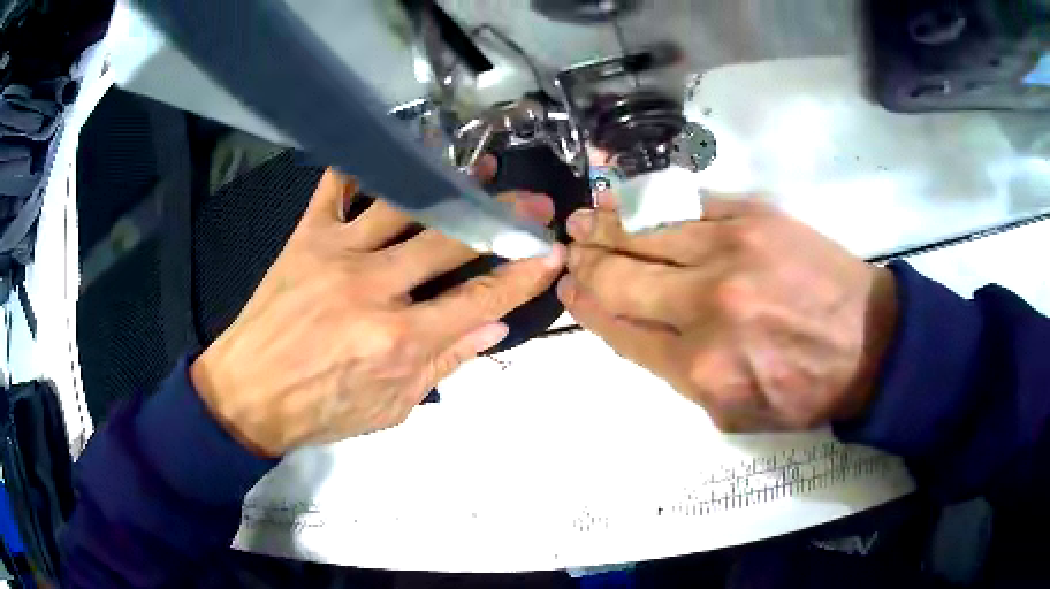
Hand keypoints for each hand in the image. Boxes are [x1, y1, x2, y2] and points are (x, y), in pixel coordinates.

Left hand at [190, 165, 564, 455]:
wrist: (247, 394)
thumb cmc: (321, 411)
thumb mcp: (391, 407)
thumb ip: (443, 365)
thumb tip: (492, 329)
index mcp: (399, 340)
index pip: (478, 299)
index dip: (521, 275)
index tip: (551, 253)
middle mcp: (374, 288)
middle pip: (451, 242)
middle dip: (501, 220)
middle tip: (533, 202)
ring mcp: (337, 253)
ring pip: (405, 204)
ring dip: (449, 182)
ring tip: (482, 167)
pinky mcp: (306, 236)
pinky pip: (338, 188)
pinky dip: (366, 166)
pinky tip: (395, 151)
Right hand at [558, 195, 897, 431]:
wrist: (870, 343)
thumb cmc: (804, 388)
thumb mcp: (735, 412)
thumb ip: (678, 374)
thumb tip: (634, 328)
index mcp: (700, 366)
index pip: (620, 327)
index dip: (586, 305)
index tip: (567, 288)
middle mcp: (706, 305)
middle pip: (622, 275)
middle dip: (586, 262)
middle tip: (568, 247)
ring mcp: (731, 251)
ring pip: (647, 230)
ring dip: (606, 224)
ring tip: (582, 218)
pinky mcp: (753, 216)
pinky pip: (687, 204)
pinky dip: (649, 202)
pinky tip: (626, 197)